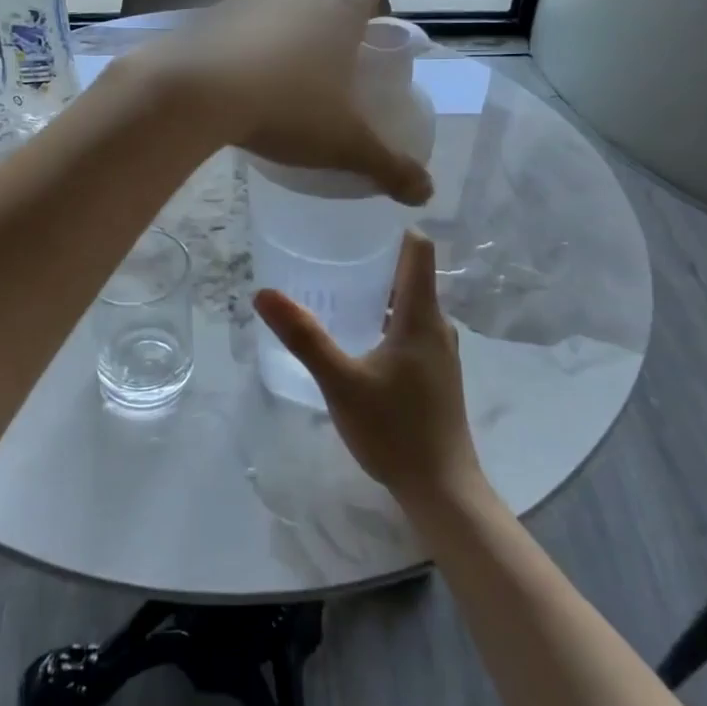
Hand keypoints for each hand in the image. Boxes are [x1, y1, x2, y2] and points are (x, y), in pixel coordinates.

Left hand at [142, 0, 432, 205]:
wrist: (198, 94)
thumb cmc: (285, 107)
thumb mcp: (343, 142)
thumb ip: (387, 165)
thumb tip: (425, 193)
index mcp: (338, 8)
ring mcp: (250, 0)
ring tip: (293, 26)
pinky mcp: (212, 18)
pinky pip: (236, 9)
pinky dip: (247, 22)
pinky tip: (245, 53)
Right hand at [254, 230, 483, 506]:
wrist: (442, 489)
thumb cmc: (395, 430)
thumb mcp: (341, 382)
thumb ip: (304, 337)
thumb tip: (264, 293)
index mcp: (422, 314)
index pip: (419, 248)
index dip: (393, 226)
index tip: (356, 216)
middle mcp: (437, 324)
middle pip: (411, 272)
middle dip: (373, 257)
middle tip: (328, 249)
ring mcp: (439, 350)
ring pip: (409, 302)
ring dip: (377, 290)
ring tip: (334, 287)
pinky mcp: (435, 371)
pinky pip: (410, 327)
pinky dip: (384, 317)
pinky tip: (354, 333)